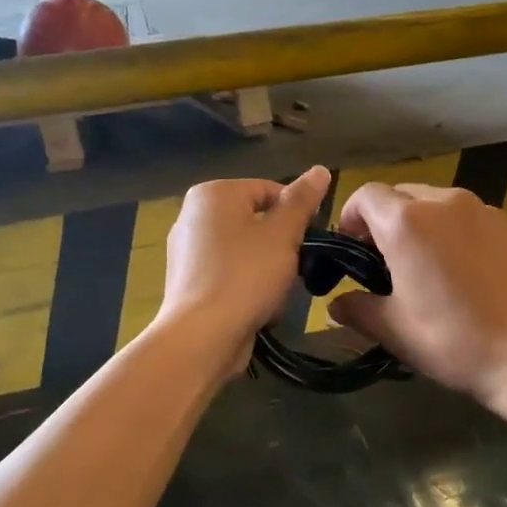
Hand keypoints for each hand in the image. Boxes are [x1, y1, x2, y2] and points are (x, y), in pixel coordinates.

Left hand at [158, 168, 329, 370]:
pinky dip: (246, 285)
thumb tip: (320, 169)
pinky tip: (257, 306)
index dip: (296, 214)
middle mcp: (192, 215)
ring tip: (276, 292)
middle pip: (256, 221)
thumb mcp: (283, 235)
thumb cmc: (246, 276)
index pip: (270, 190)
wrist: (202, 336)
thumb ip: (302, 201)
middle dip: (281, 245)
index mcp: (213, 194)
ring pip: (245, 250)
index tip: (310, 242)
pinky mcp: (188, 282)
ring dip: (267, 268)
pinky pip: (228, 274)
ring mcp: (186, 251)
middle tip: (295, 269)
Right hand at [327, 183, 506, 409]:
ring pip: (442, 206)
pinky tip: (472, 277)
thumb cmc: (455, 341)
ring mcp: (487, 212)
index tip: (352, 251)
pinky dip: (462, 237)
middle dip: (388, 221)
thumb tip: (337, 304)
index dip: (351, 218)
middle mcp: (446, 203)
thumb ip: (358, 309)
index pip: (366, 195)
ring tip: (432, 269)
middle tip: (388, 262)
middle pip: (404, 195)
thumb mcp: (395, 330)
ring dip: (426, 227)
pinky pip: (476, 222)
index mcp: (407, 222)